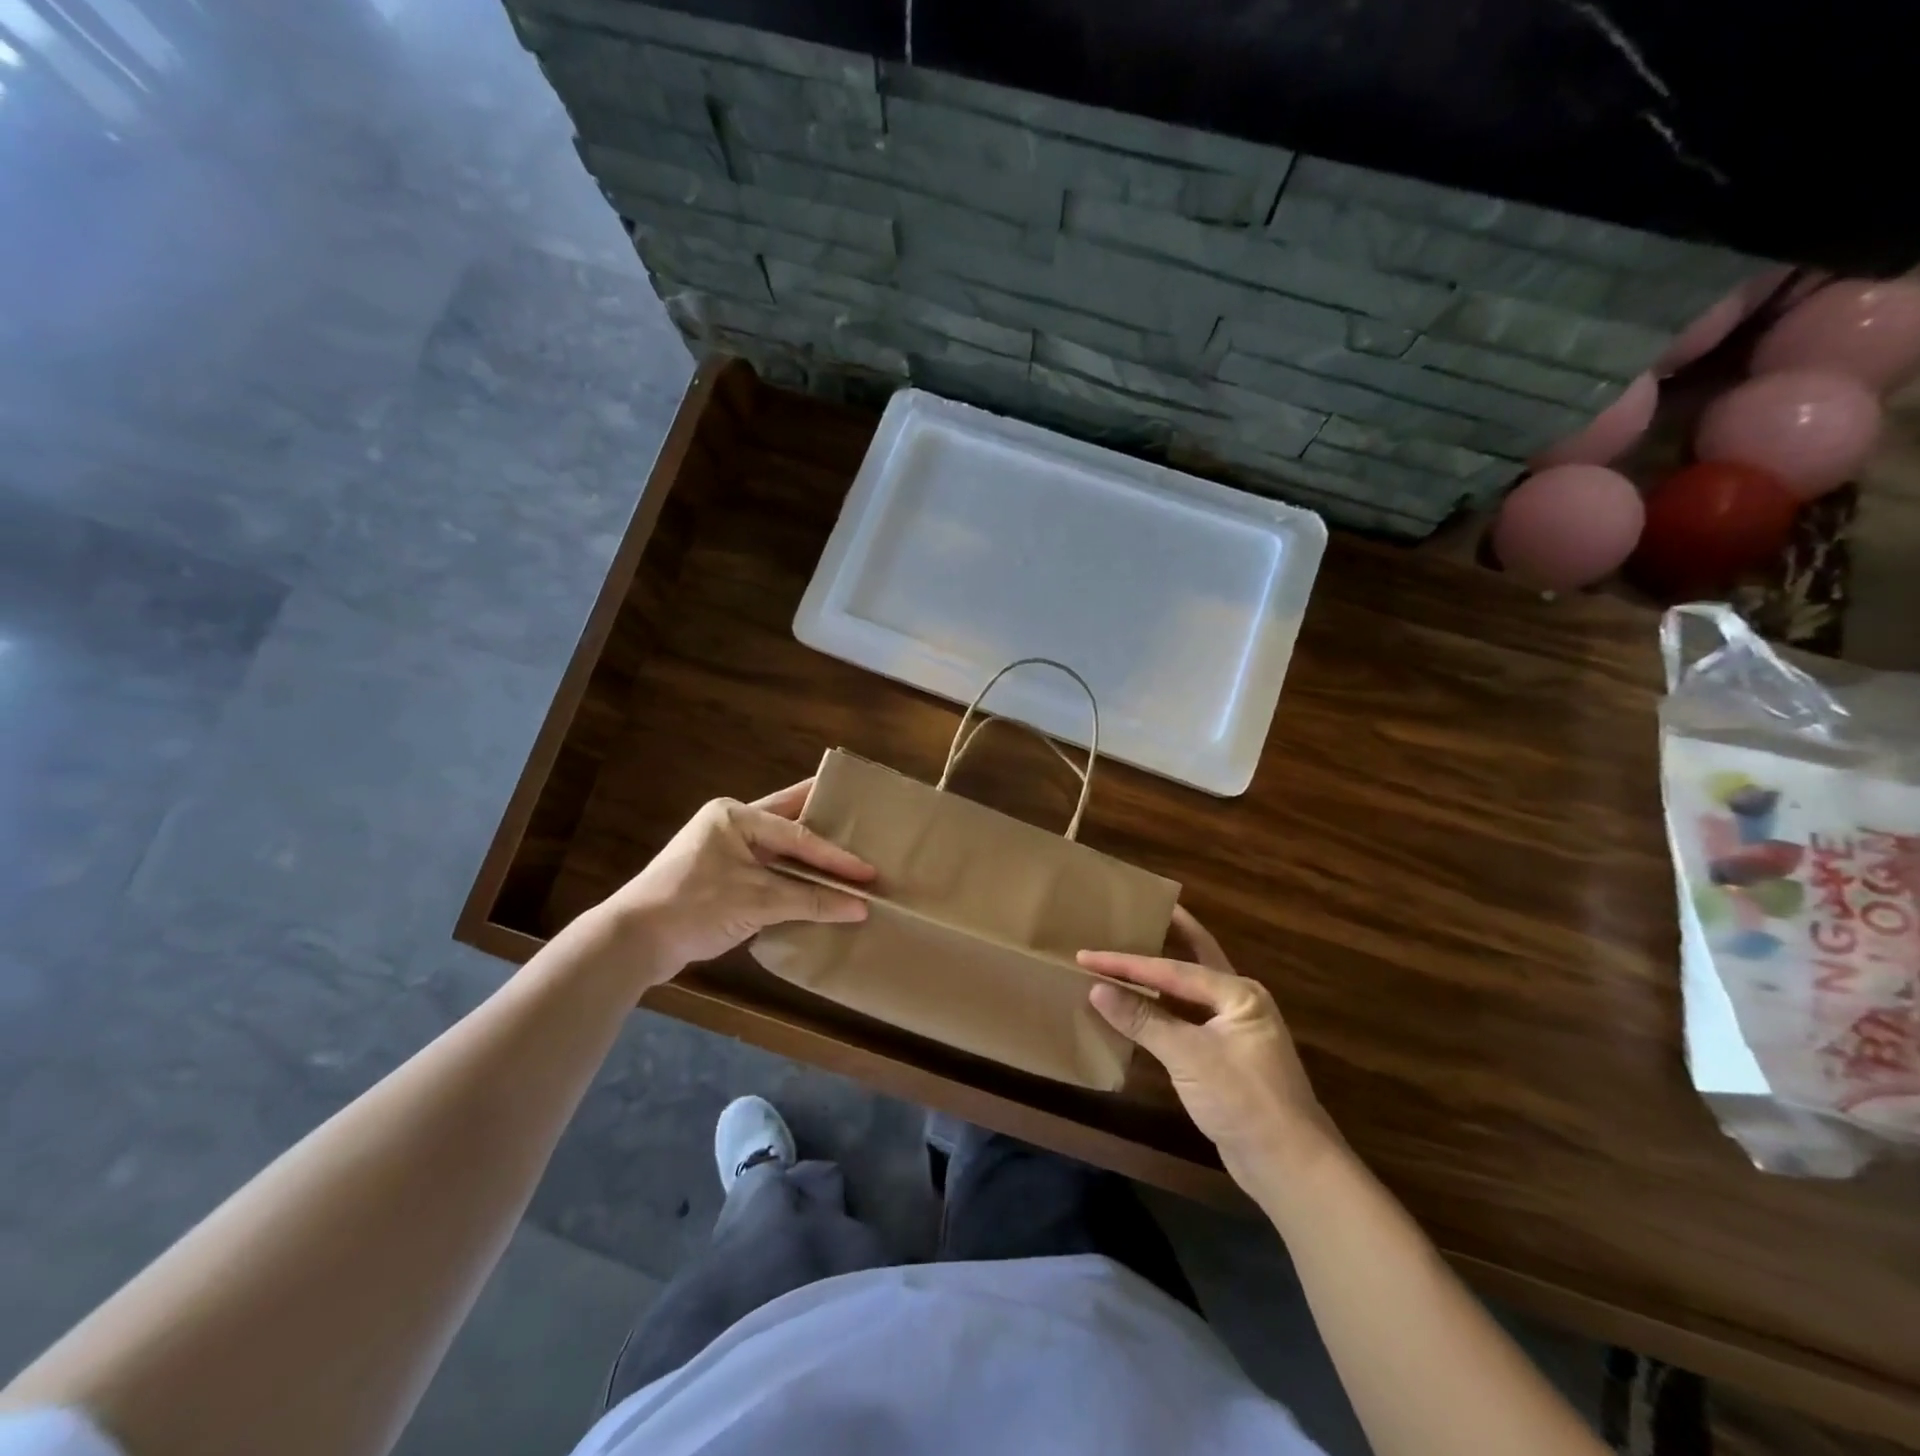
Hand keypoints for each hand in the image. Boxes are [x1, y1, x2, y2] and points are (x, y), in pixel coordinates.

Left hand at [605, 781, 872, 982]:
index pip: (798, 834)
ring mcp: (726, 852)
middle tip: (865, 824)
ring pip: (780, 851)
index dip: (836, 855)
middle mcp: (732, 826)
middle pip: (790, 824)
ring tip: (849, 858)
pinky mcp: (723, 879)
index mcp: (736, 816)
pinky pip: (769, 873)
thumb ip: (810, 901)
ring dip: (810, 860)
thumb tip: (861, 909)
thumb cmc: (694, 906)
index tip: (869, 870)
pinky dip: (794, 880)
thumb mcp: (757, 901)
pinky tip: (818, 889)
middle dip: (826, 827)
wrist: (633, 942)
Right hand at [1081, 908, 1330, 1198]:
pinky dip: (1162, 1008)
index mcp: (1238, 993)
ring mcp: (1234, 1030)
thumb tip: (1097, 989)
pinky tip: (1139, 1007)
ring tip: (1128, 953)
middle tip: (1137, 910)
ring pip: (1190, 990)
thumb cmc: (1244, 1101)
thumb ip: (1144, 1019)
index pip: (1172, 969)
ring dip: (1160, 975)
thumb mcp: (1190, 1057)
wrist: (1290, 1168)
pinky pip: (1187, 1019)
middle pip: (1195, 958)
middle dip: (1167, 935)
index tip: (1087, 954)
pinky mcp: (1226, 1057)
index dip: (1126, 963)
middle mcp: (1239, 1002)